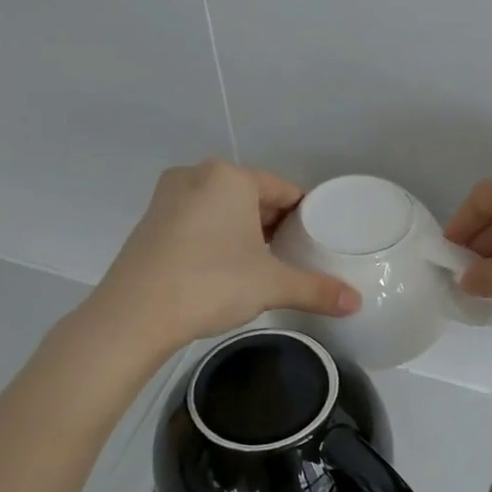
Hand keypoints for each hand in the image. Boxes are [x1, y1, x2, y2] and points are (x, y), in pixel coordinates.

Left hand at [81, 160, 359, 357]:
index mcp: (230, 177)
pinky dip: (215, 239)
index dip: (305, 216)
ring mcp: (167, 198)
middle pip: (252, 197)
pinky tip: (223, 270)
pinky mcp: (149, 223)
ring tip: (262, 265)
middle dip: (273, 224)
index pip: (283, 190)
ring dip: (244, 232)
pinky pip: (197, 222)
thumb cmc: (211, 283)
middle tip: (293, 257)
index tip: (316, 243)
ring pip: (222, 209)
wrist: (134, 315)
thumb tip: (357, 303)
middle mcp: (196, 175)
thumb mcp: (272, 285)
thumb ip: (317, 289)